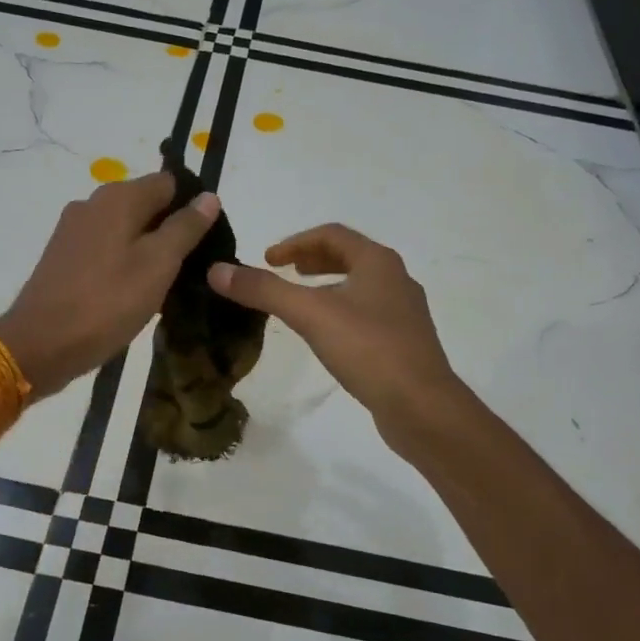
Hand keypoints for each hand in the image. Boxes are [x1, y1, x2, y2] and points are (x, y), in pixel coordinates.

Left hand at [0, 173, 219, 397]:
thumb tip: (208, 197)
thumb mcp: (158, 265)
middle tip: (190, 268)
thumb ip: (185, 228)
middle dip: (170, 230)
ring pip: (125, 229)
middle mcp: (92, 203)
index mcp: (117, 197)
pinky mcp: (62, 257)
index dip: (192, 207)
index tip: (207, 241)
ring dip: (147, 250)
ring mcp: (73, 230)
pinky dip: (123, 263)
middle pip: (146, 205)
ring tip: (164, 286)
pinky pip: (105, 249)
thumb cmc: (107, 302)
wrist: (40, 345)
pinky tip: (132, 293)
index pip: (169, 183)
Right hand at [207, 224, 461, 435]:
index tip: (268, 259)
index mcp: (378, 262)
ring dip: (327, 284)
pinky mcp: (404, 342)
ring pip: (359, 285)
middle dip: (312, 259)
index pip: (332, 234)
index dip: (295, 241)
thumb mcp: (310, 314)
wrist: (422, 406)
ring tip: (300, 300)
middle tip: (282, 271)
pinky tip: (327, 335)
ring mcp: (404, 312)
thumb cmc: (368, 349)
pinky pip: (367, 313)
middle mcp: (396, 279)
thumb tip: (217, 270)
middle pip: (349, 256)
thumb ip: (264, 290)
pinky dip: (340, 310)